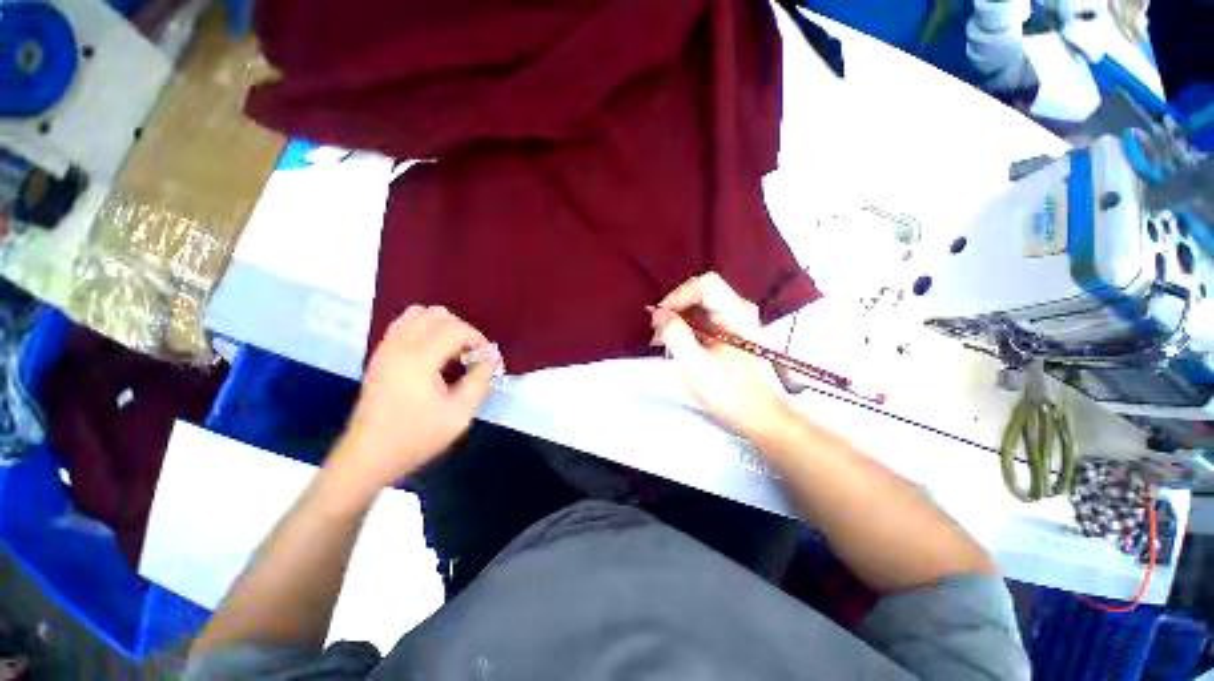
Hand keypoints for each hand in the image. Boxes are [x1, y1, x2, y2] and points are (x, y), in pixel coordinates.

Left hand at [330, 305, 501, 491]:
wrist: (369, 455)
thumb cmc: (417, 437)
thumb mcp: (460, 413)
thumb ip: (480, 380)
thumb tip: (492, 356)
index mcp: (419, 359)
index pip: (456, 328)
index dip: (478, 338)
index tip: (486, 359)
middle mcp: (400, 345)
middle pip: (438, 315)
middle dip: (462, 330)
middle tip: (470, 355)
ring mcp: (386, 347)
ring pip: (419, 314)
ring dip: (442, 326)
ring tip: (452, 351)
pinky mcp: (379, 354)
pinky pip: (404, 324)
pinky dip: (424, 328)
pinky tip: (432, 353)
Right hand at [650, 272, 786, 436]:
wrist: (759, 417)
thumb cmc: (729, 392)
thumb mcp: (695, 364)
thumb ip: (674, 334)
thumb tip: (658, 313)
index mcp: (736, 313)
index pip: (705, 284)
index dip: (678, 295)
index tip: (660, 317)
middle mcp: (740, 310)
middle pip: (701, 293)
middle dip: (675, 309)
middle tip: (658, 333)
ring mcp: (738, 321)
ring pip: (701, 307)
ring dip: (679, 321)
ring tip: (664, 343)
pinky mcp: (733, 333)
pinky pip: (705, 320)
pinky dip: (688, 329)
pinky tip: (677, 347)